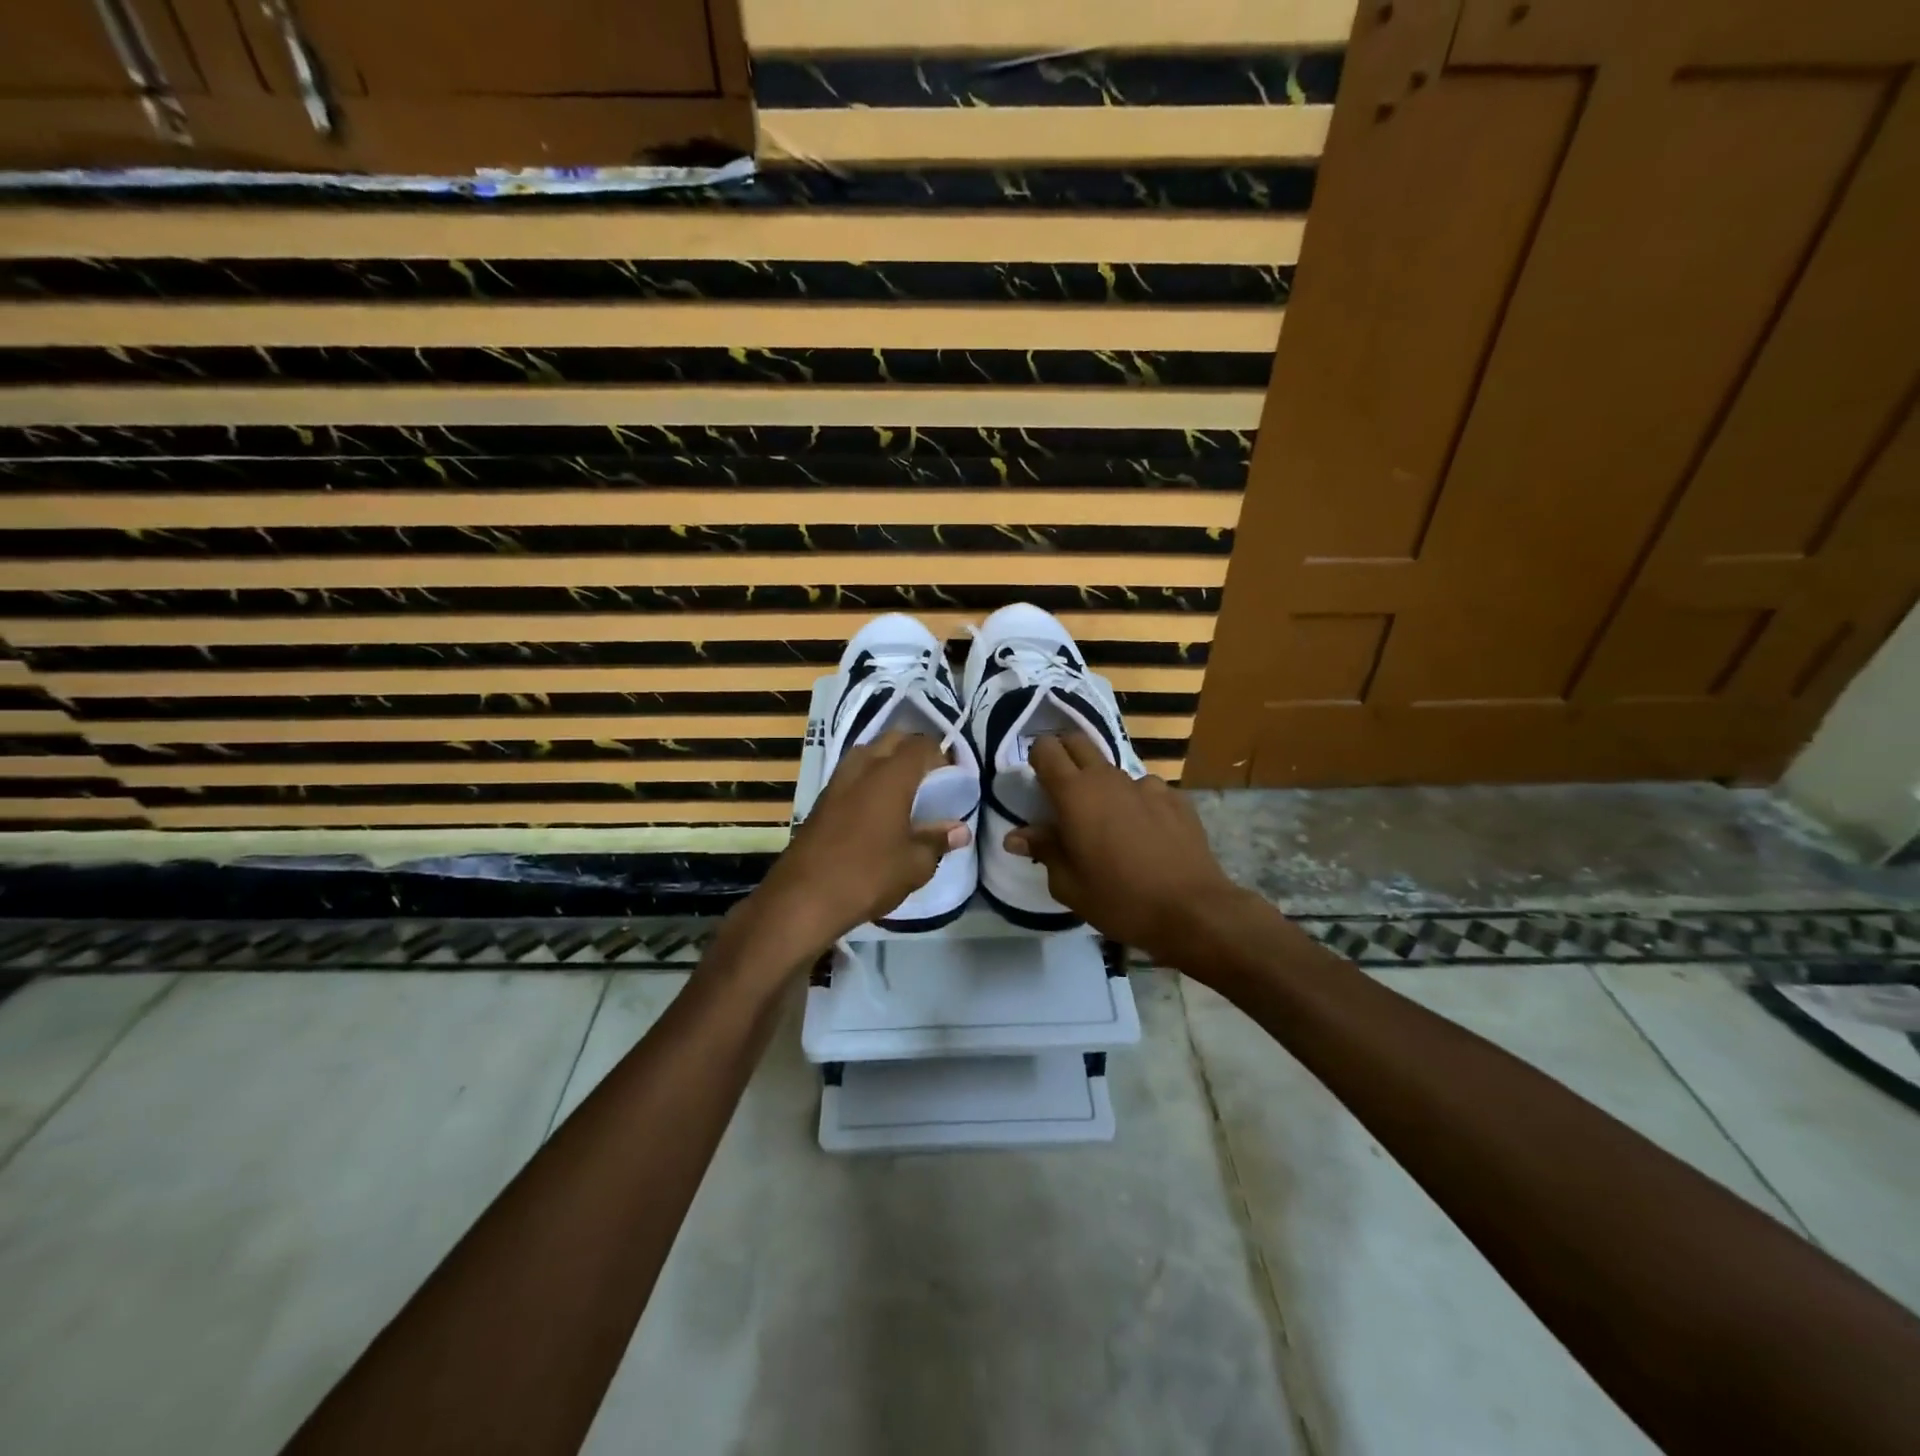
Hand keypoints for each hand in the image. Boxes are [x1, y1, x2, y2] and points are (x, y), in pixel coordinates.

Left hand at [748, 731, 969, 955]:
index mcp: (891, 775)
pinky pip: (851, 775)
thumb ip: (938, 840)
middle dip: (913, 752)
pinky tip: (876, 810)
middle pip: (892, 740)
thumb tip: (960, 831)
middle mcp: (863, 767)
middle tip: (929, 781)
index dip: (941, 756)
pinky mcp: (821, 800)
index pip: (921, 745)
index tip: (952, 779)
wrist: (804, 898)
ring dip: (886, 762)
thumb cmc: (869, 875)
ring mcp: (837, 781)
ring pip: (867, 753)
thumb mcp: (915, 864)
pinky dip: (867, 780)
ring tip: (903, 793)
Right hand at [1007, 734, 1252, 960]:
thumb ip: (1043, 850)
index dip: (1037, 758)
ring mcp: (1146, 785)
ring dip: (1103, 787)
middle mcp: (1108, 778)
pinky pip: (1146, 790)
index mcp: (1075, 794)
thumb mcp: (1068, 884)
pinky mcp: (1175, 797)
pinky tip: (1146, 834)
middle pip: (1078, 742)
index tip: (1036, 781)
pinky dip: (1137, 804)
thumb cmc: (1119, 899)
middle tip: (1062, 790)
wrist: (1191, 910)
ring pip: (1113, 770)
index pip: (1045, 749)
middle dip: (1065, 755)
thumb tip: (1015, 836)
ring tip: (1110, 825)